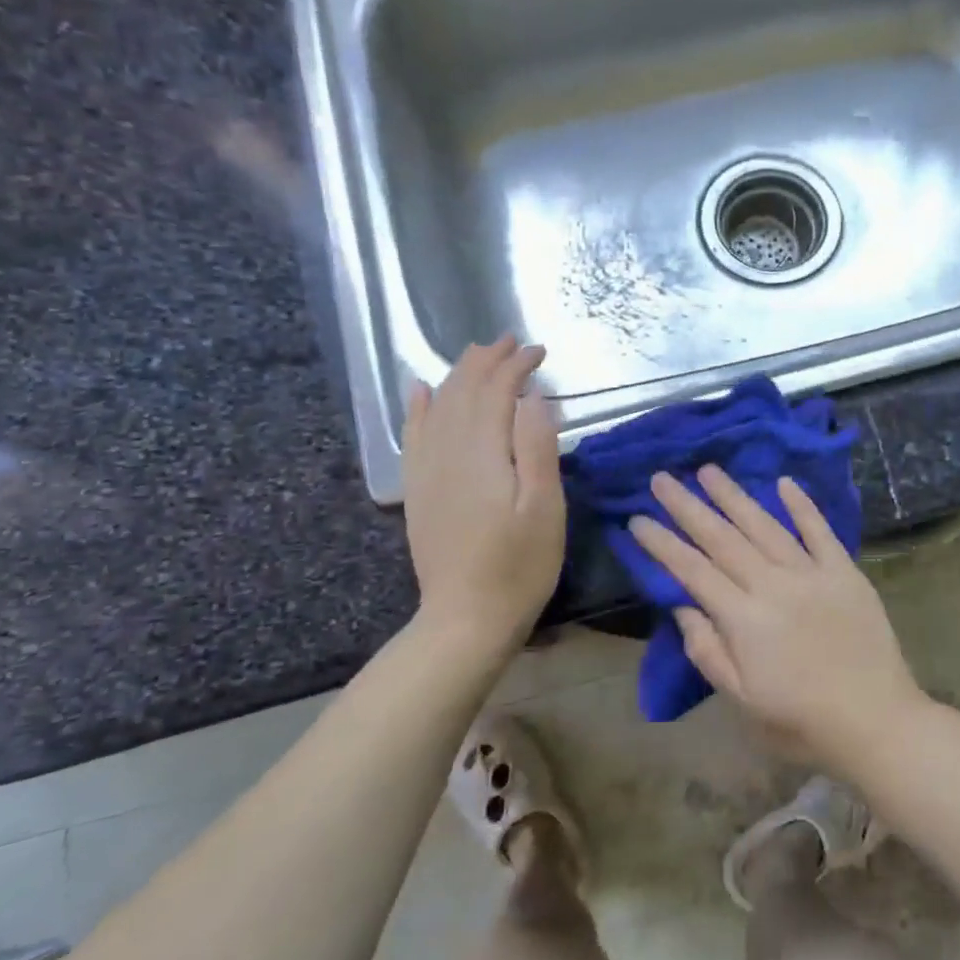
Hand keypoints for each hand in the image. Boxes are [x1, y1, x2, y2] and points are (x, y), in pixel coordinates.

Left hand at [403, 336, 564, 656]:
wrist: (466, 618)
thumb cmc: (520, 565)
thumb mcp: (545, 508)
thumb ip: (537, 447)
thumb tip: (532, 397)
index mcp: (483, 454)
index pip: (496, 392)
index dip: (516, 366)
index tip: (540, 351)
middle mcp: (448, 453)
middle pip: (464, 391)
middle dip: (487, 361)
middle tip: (511, 341)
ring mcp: (427, 472)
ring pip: (438, 406)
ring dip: (458, 375)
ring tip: (477, 354)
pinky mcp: (419, 490)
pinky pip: (413, 436)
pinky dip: (418, 407)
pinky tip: (421, 391)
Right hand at [629, 466, 929, 772]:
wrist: (877, 722)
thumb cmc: (801, 722)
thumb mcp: (742, 701)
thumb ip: (708, 651)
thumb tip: (682, 606)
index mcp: (744, 619)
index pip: (693, 571)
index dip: (663, 544)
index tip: (637, 518)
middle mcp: (773, 585)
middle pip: (723, 538)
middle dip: (688, 506)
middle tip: (662, 478)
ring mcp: (812, 574)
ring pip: (765, 526)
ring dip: (734, 496)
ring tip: (708, 470)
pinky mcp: (845, 572)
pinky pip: (820, 531)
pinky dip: (802, 506)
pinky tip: (784, 482)